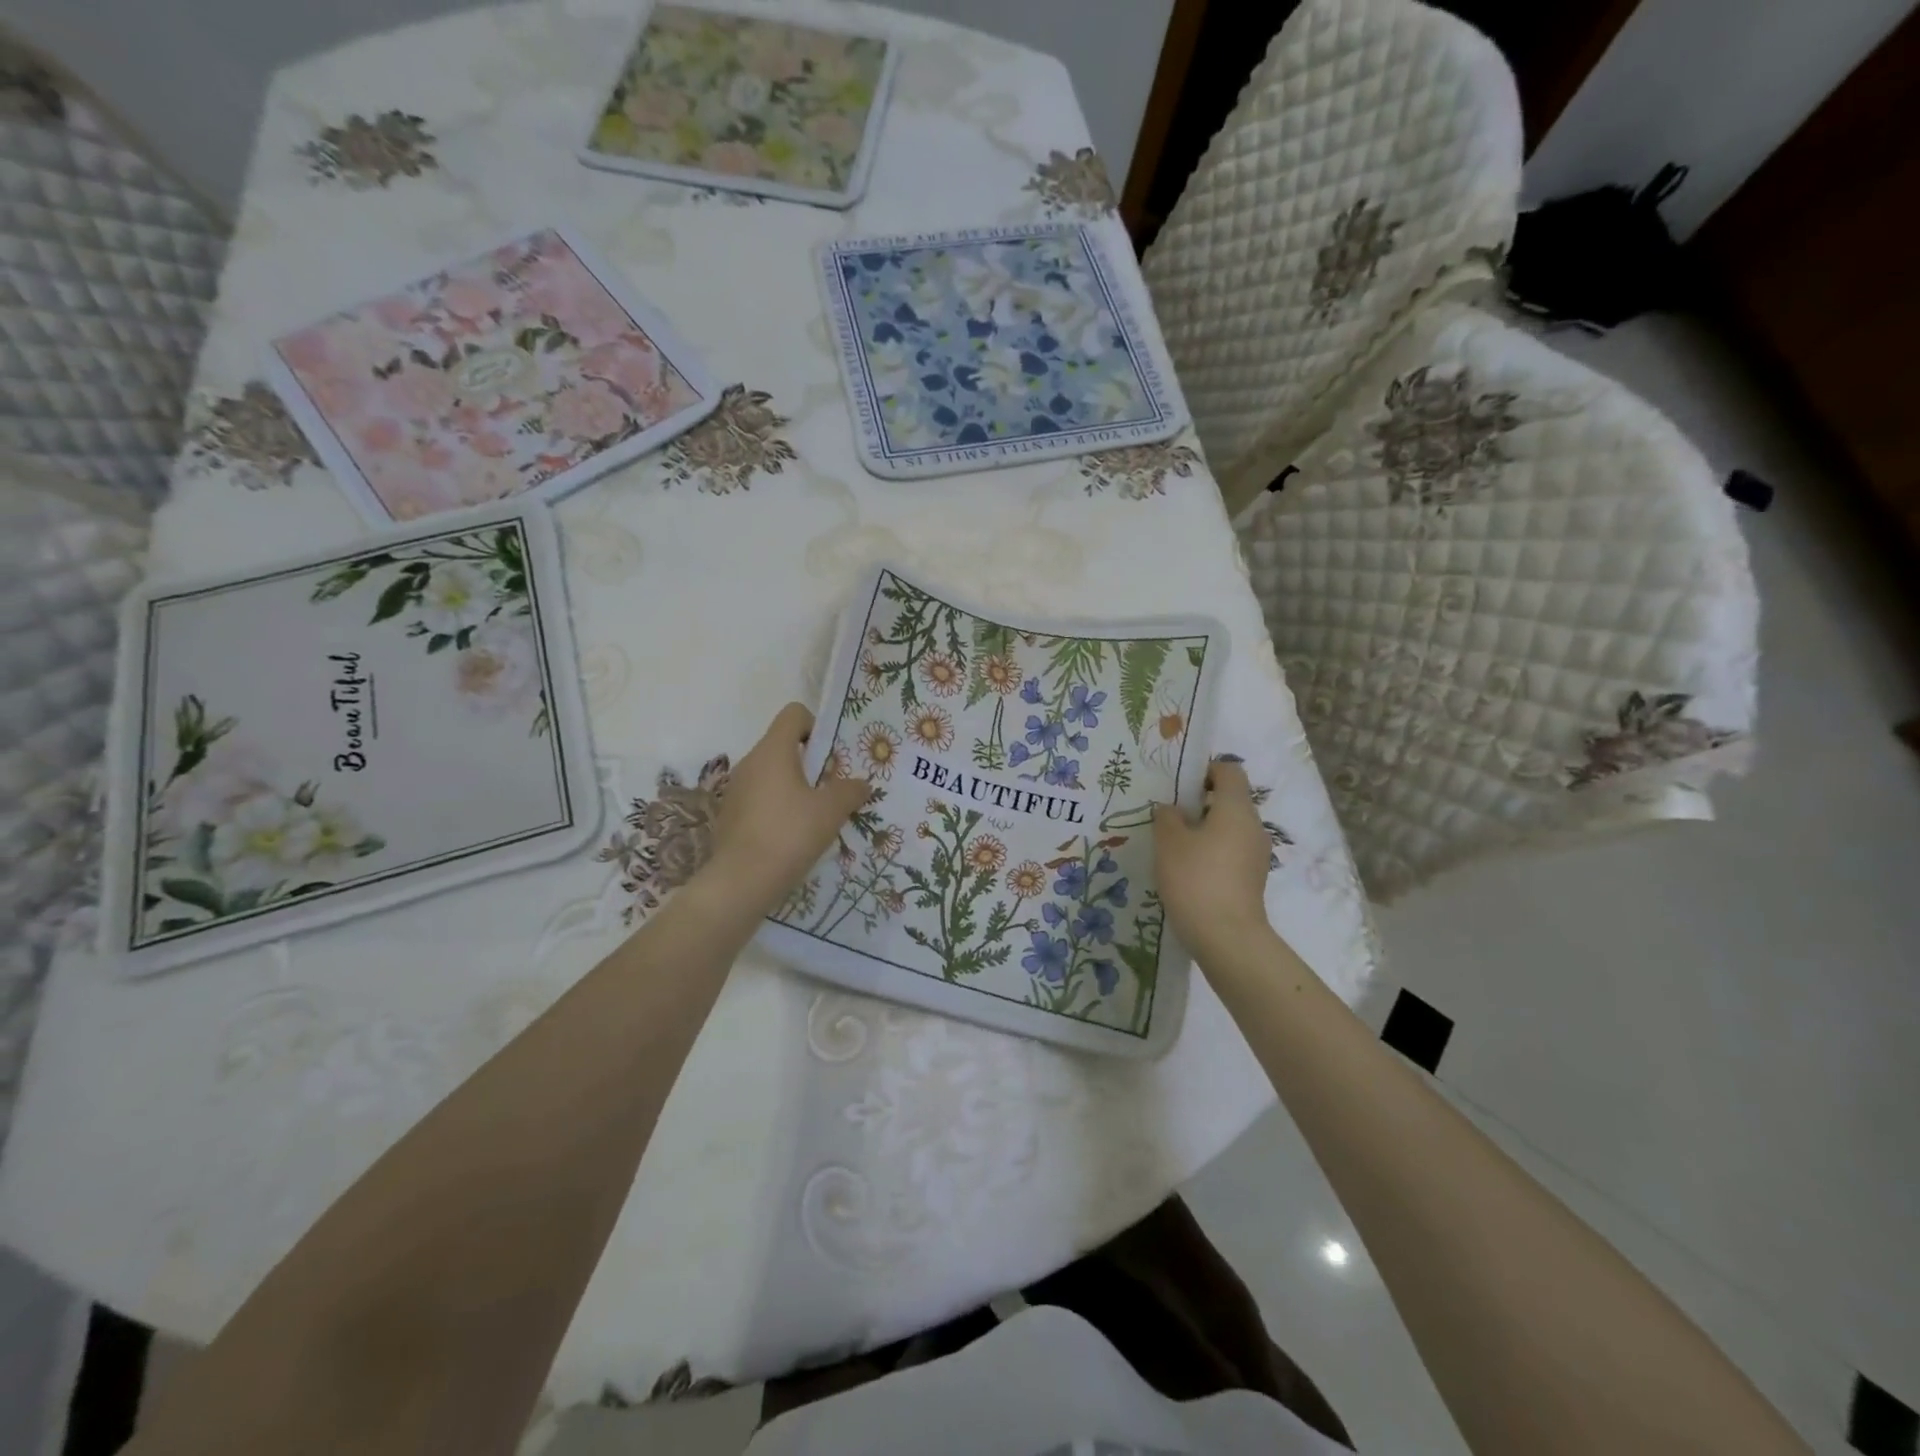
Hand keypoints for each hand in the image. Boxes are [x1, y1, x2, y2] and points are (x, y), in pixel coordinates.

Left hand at [706, 703, 871, 916]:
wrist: (741, 881)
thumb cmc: (790, 834)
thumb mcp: (831, 811)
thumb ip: (850, 791)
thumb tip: (860, 784)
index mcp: (773, 750)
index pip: (793, 714)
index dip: (816, 726)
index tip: (832, 756)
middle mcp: (750, 762)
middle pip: (783, 745)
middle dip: (810, 762)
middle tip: (831, 789)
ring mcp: (736, 789)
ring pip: (771, 774)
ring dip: (794, 786)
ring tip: (814, 816)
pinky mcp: (730, 814)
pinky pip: (759, 798)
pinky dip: (777, 807)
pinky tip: (791, 835)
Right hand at [1152, 759, 1276, 965]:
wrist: (1226, 937)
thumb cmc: (1196, 878)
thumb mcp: (1169, 842)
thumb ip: (1167, 817)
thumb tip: (1172, 810)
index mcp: (1236, 808)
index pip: (1229, 771)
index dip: (1205, 770)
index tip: (1180, 786)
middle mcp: (1253, 826)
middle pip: (1230, 800)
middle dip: (1200, 803)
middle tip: (1169, 817)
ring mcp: (1257, 854)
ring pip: (1230, 828)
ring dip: (1205, 830)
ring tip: (1174, 846)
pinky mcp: (1252, 878)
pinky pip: (1232, 851)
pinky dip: (1213, 852)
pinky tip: (1188, 870)